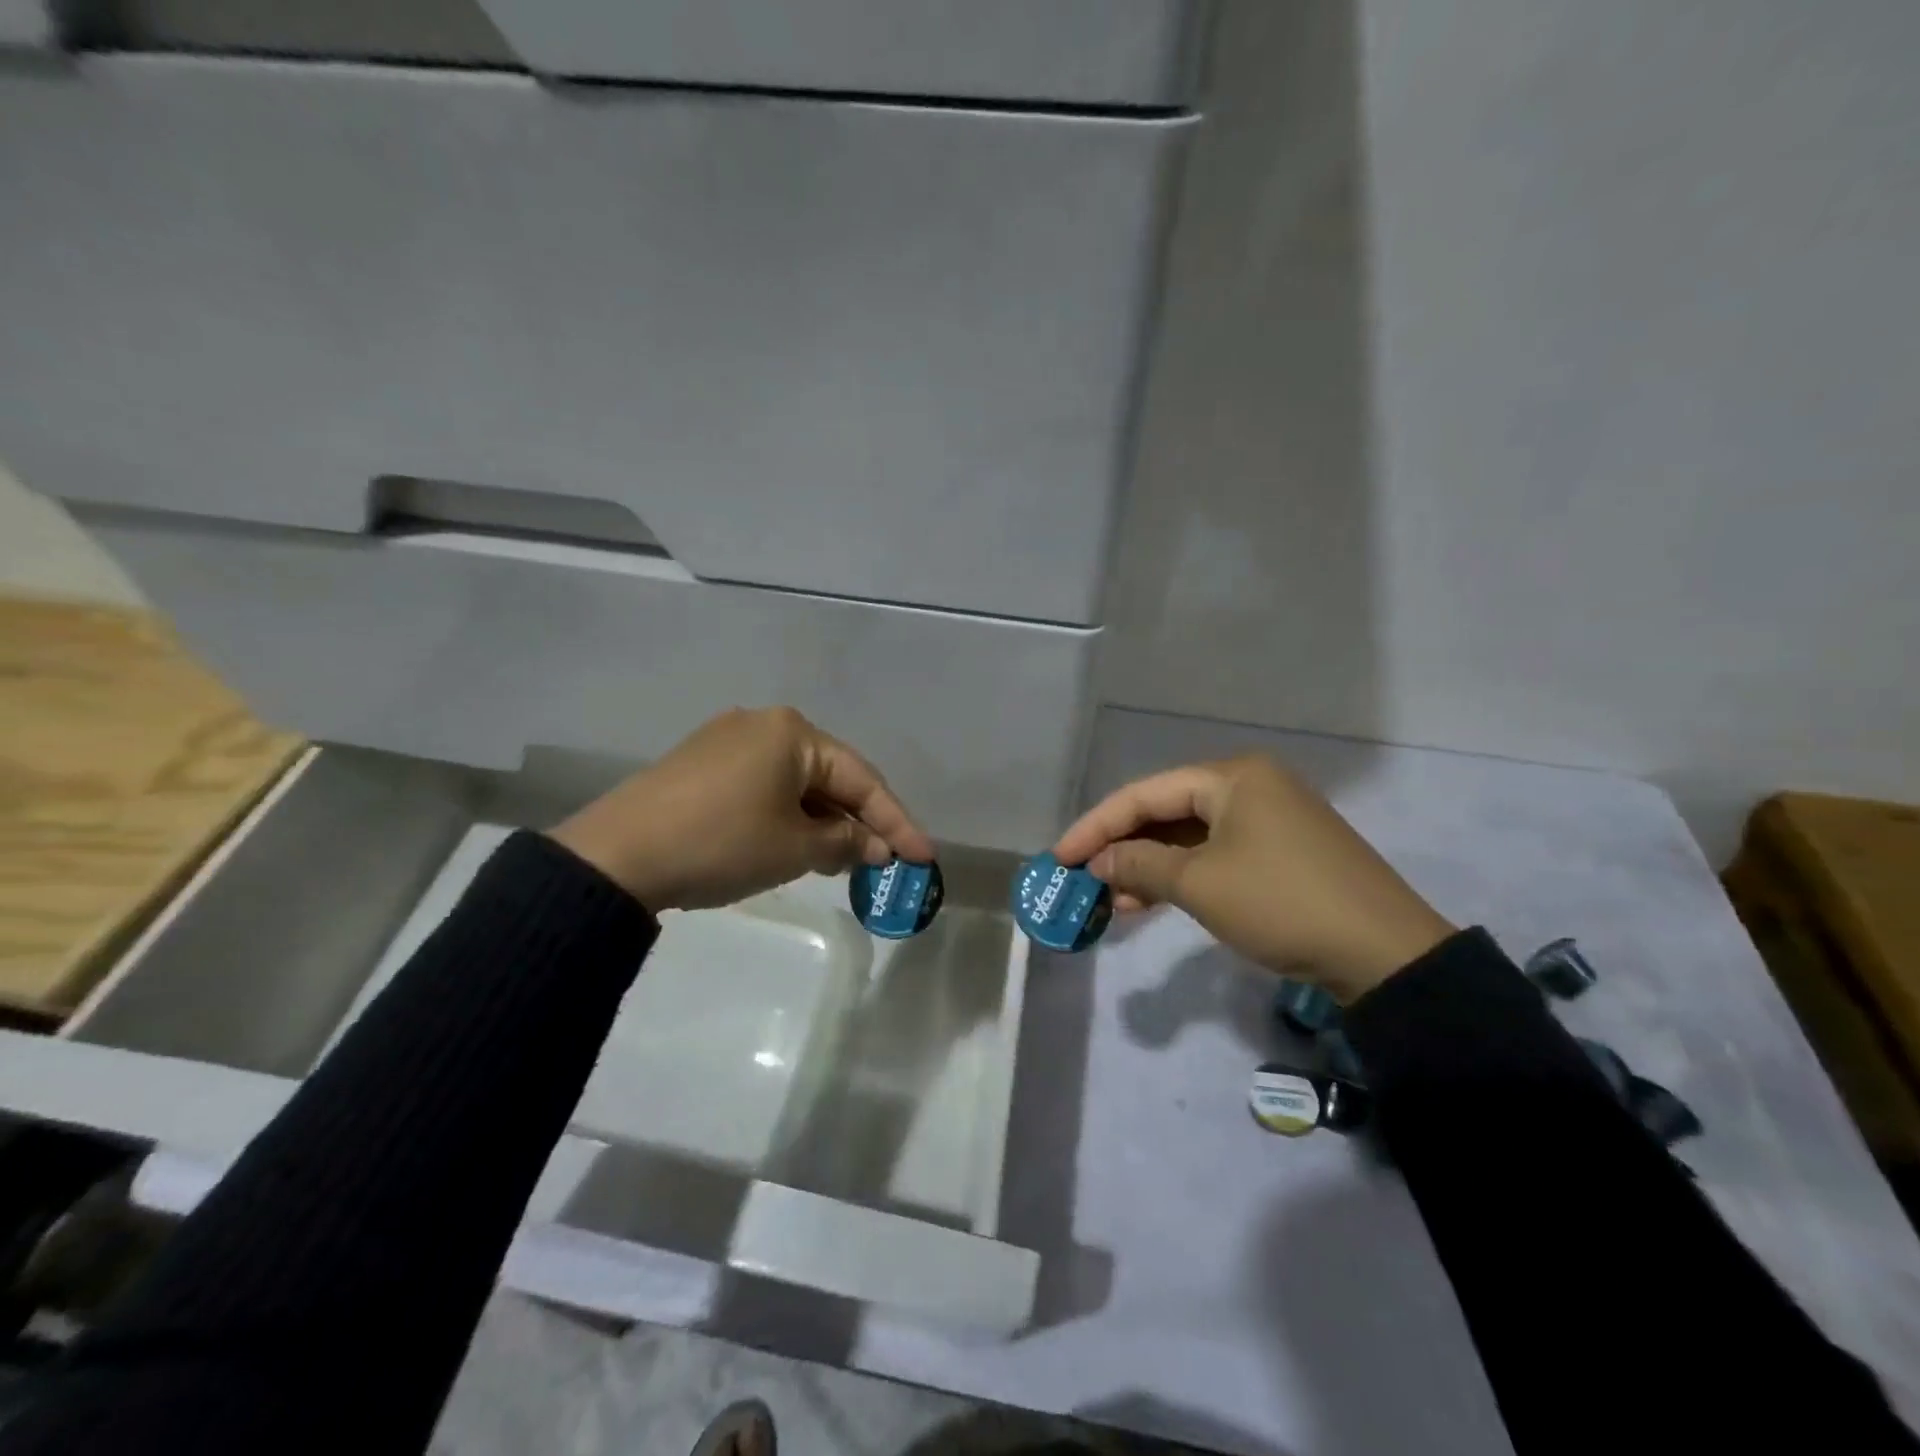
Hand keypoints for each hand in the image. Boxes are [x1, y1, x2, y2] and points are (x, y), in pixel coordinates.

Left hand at [550, 707, 935, 912]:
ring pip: (796, 783)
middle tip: (885, 862)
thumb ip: (845, 842)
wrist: (616, 856)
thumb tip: (875, 846)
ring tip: (843, 861)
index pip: (861, 779)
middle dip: (858, 822)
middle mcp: (764, 724)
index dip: (897, 822)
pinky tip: (796, 845)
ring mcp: (727, 741)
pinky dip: (788, 817)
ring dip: (823, 822)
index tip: (925, 857)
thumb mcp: (794, 848)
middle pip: (830, 777)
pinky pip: (765, 787)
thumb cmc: (722, 843)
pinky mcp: (702, 764)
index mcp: (793, 732)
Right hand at [1053, 755, 1454, 1001]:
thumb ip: (1140, 865)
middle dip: (1123, 847)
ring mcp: (1270, 819)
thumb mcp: (1200, 884)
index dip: (1096, 826)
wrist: (1385, 954)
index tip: (1059, 856)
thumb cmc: (1281, 903)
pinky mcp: (1282, 852)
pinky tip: (1152, 902)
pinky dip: (1182, 877)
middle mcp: (1250, 786)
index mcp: (1232, 776)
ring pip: (1190, 837)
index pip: (1145, 794)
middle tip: (1083, 878)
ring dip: (1149, 867)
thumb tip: (1098, 862)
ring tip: (1112, 900)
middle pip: (1167, 811)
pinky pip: (1216, 855)